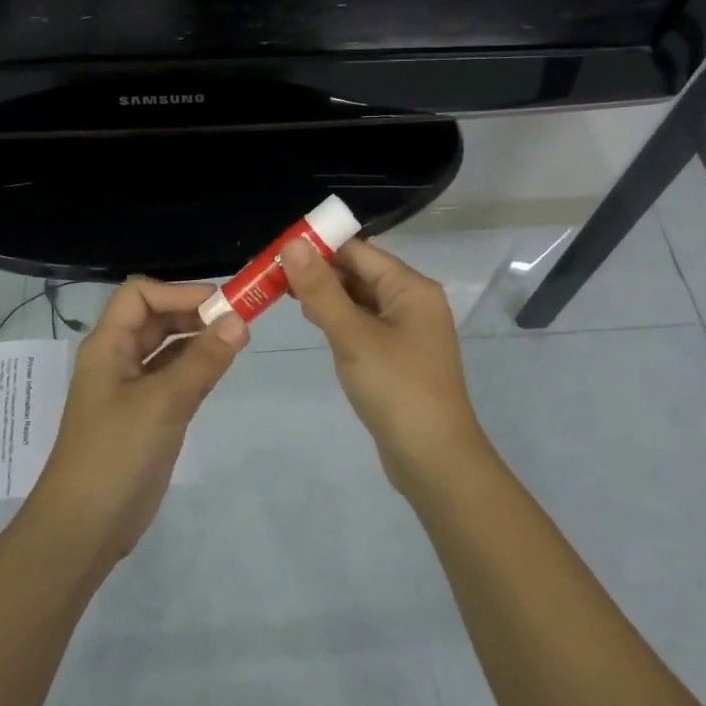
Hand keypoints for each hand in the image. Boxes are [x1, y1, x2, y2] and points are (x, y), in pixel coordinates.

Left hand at [34, 278, 247, 561]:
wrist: (85, 527)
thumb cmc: (116, 454)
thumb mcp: (163, 402)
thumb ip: (202, 360)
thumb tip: (239, 320)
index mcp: (108, 346)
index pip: (139, 295)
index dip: (178, 292)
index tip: (221, 304)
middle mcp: (118, 360)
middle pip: (155, 319)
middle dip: (193, 313)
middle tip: (239, 320)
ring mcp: (131, 390)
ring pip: (167, 349)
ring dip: (198, 340)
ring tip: (238, 340)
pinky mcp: (147, 416)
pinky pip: (174, 378)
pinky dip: (197, 368)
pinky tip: (222, 369)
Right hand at [281, 237, 488, 492]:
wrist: (434, 461)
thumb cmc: (396, 389)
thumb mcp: (353, 336)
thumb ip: (321, 290)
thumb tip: (291, 244)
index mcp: (411, 288)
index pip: (359, 252)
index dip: (319, 247)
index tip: (277, 249)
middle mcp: (413, 302)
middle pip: (360, 273)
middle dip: (319, 271)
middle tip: (272, 273)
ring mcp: (407, 331)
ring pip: (360, 300)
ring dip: (326, 295)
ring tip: (283, 292)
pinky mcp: (397, 357)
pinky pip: (364, 325)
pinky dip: (339, 319)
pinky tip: (314, 322)